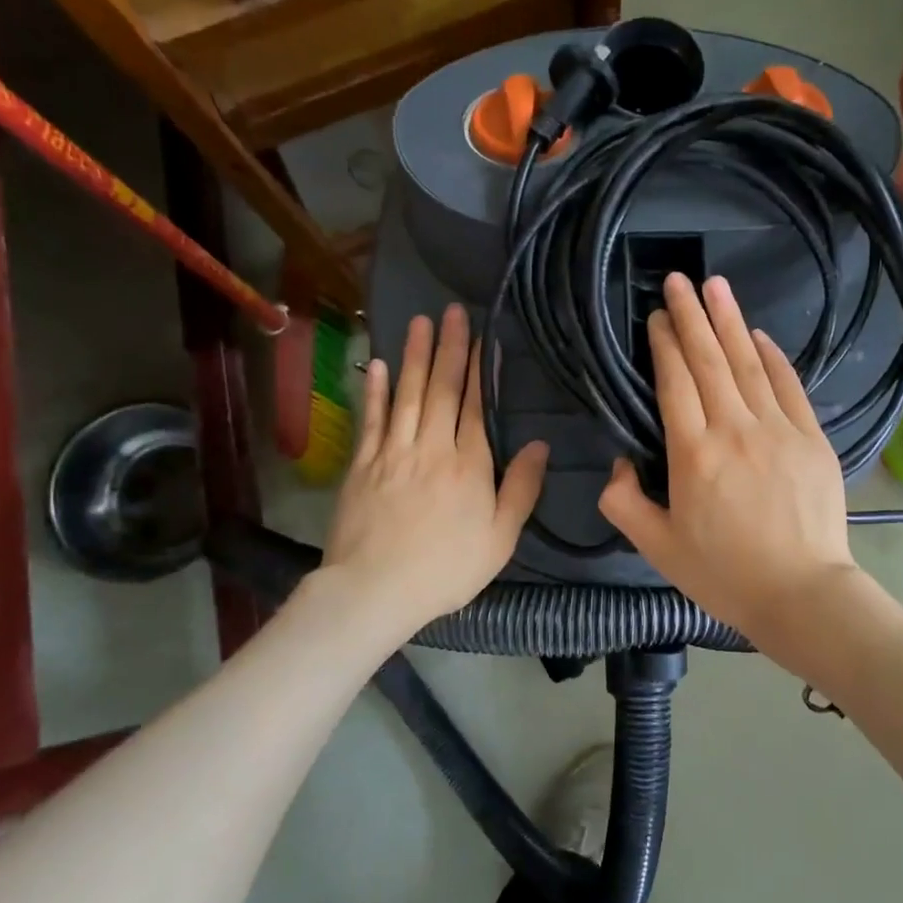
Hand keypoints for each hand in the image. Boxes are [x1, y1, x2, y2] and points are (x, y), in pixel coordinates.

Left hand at [319, 305, 548, 633]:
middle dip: (448, 348)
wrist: (375, 590)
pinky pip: (371, 420)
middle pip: (441, 390)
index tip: (482, 337)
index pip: (475, 406)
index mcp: (469, 465)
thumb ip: (521, 488)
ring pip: (406, 395)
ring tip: (419, 322)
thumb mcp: (501, 538)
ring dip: (414, 356)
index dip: (479, 370)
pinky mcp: (362, 466)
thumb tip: (541, 444)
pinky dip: (376, 391)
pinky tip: (379, 366)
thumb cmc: (447, 569)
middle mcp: (431, 448)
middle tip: (451, 311)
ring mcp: (392, 453)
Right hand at [599, 274, 859, 646]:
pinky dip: (775, 357)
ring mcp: (778, 430)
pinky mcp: (811, 438)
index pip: (674, 383)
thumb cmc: (724, 575)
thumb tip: (616, 467)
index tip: (657, 316)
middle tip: (678, 279)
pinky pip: (789, 386)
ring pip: (749, 364)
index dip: (664, 344)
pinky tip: (760, 334)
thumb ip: (625, 504)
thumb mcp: (658, 549)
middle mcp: (734, 429)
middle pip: (709, 361)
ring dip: (730, 322)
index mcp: (692, 454)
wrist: (801, 594)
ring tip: (716, 286)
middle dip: (691, 316)